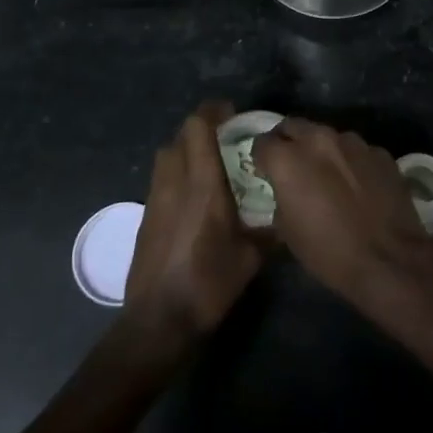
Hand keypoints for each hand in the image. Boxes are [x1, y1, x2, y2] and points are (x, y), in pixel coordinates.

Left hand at [123, 102, 262, 346]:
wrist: (159, 320)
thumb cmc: (208, 284)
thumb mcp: (251, 258)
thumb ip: (269, 230)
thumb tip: (286, 216)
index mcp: (202, 184)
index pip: (197, 127)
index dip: (213, 112)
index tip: (232, 114)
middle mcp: (174, 182)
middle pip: (180, 136)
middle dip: (202, 129)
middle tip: (226, 139)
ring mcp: (155, 198)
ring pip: (167, 155)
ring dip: (186, 149)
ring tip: (210, 165)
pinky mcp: (146, 215)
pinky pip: (161, 178)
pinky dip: (177, 173)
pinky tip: (194, 196)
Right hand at [254, 118, 432, 304]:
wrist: (389, 260)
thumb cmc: (329, 252)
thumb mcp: (287, 232)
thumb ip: (281, 198)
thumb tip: (286, 191)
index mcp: (288, 159)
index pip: (262, 142)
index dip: (262, 158)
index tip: (266, 172)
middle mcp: (318, 139)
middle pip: (294, 126)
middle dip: (288, 142)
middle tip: (292, 166)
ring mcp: (353, 142)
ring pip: (328, 136)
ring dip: (322, 150)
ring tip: (329, 176)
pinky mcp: (379, 152)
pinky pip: (357, 151)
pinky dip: (351, 162)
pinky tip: (358, 186)